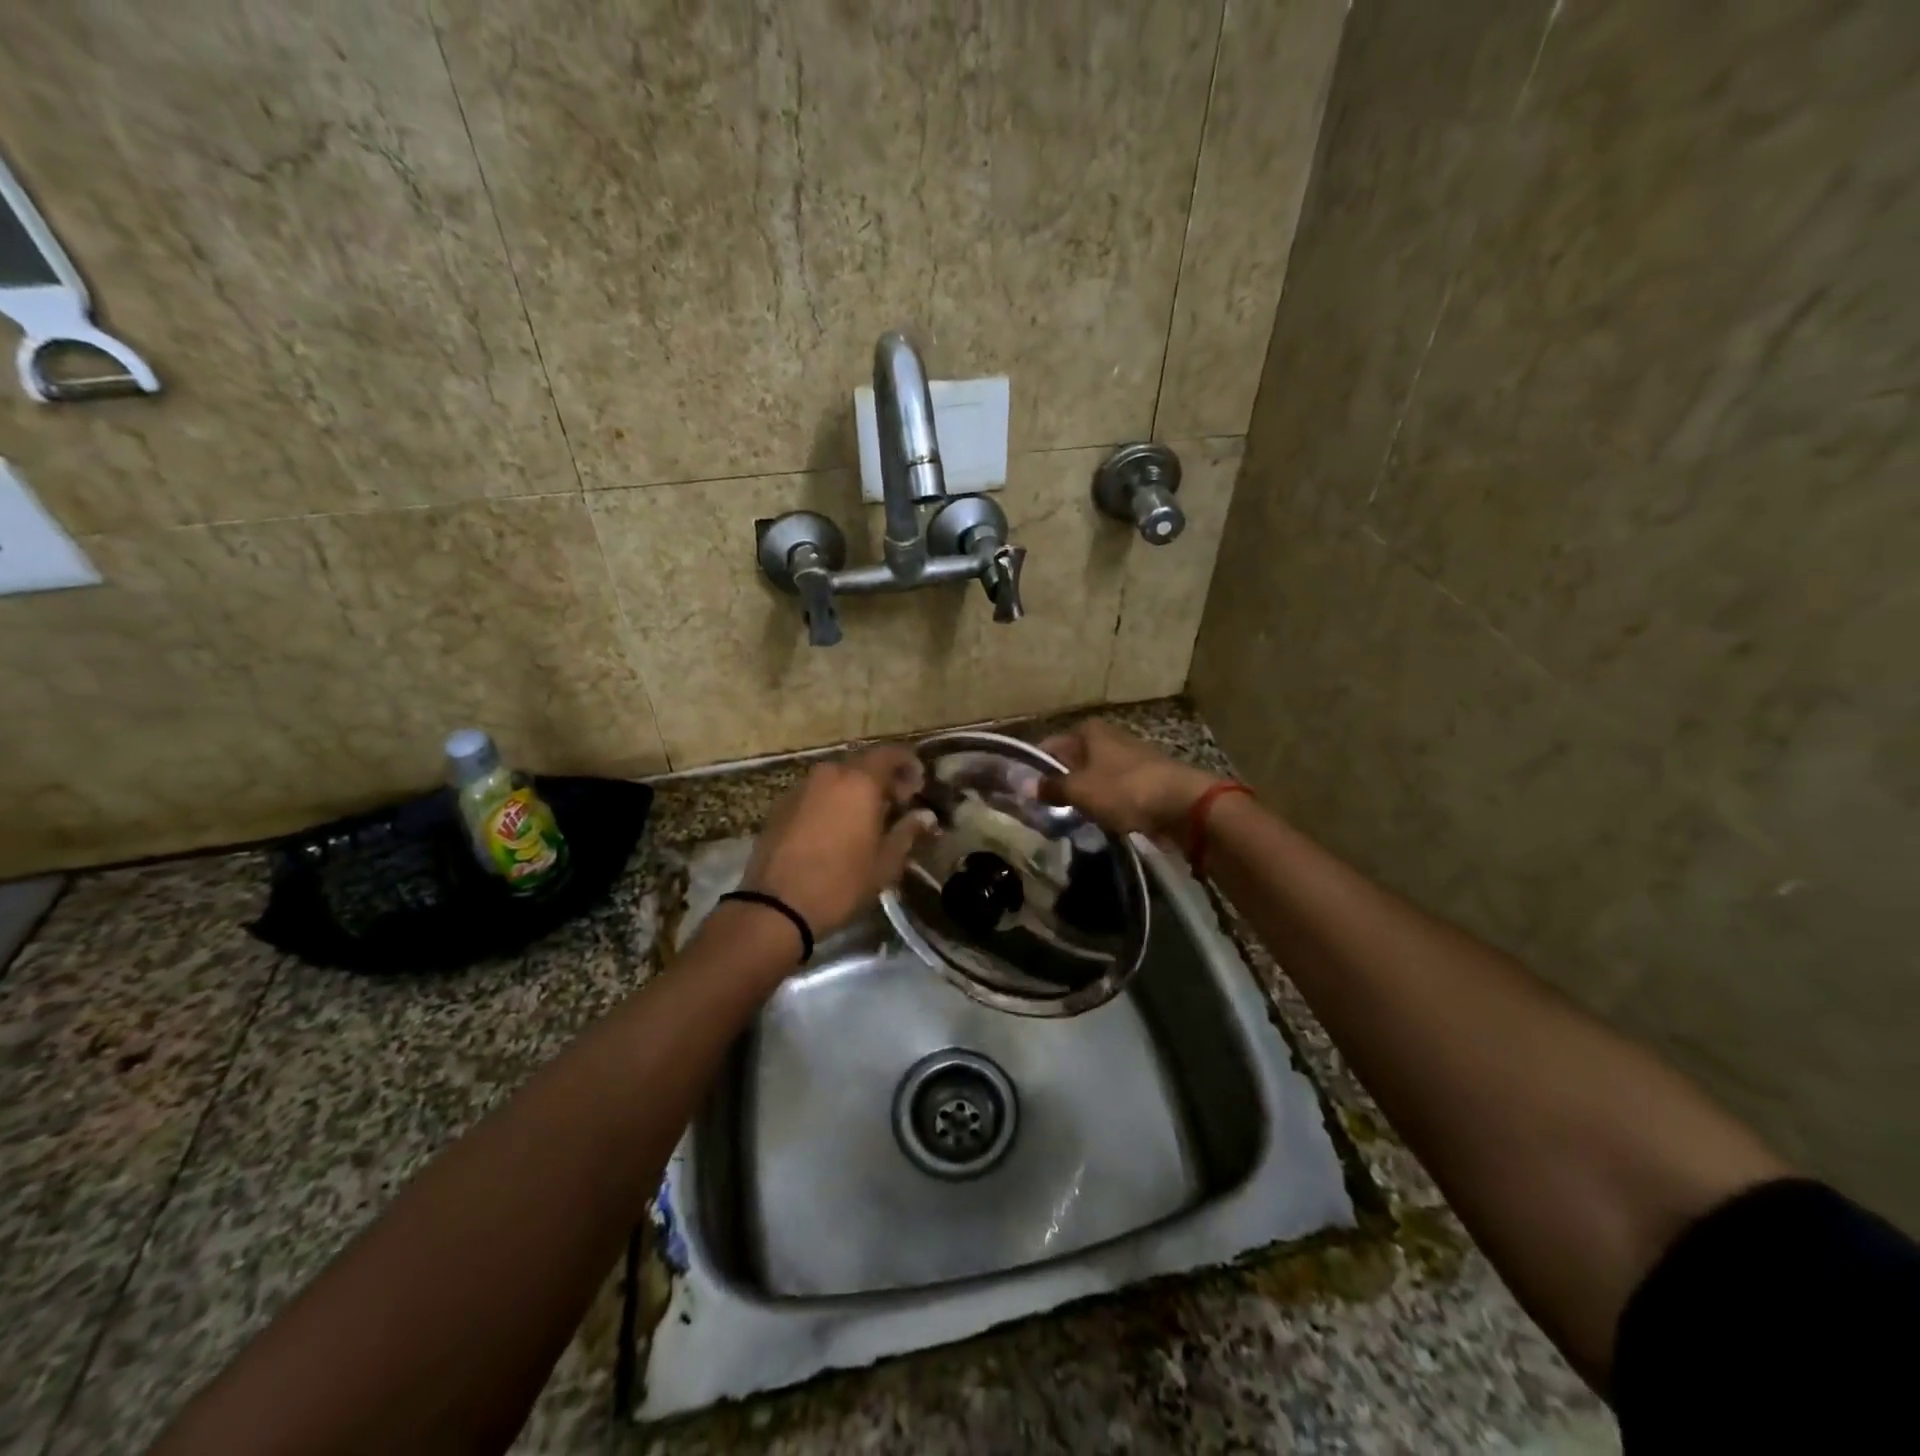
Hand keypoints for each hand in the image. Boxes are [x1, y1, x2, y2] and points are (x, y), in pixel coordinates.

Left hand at [738, 745, 935, 942]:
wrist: (776, 906)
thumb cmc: (841, 883)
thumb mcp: (885, 862)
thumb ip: (907, 832)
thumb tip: (926, 816)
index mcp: (859, 781)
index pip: (890, 753)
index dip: (908, 763)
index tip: (919, 784)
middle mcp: (829, 774)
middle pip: (862, 764)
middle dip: (882, 779)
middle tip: (896, 804)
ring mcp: (801, 788)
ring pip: (836, 778)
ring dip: (855, 790)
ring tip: (866, 819)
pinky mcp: (780, 806)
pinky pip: (815, 794)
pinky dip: (831, 802)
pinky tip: (835, 829)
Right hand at [1039, 719, 1222, 840]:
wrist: (1182, 804)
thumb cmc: (1124, 789)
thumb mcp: (1079, 790)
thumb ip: (1051, 788)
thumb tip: (1026, 786)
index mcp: (1089, 731)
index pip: (1050, 745)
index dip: (1035, 767)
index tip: (1023, 791)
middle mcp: (1107, 738)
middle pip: (1072, 760)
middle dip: (1058, 782)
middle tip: (1042, 809)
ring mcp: (1127, 758)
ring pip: (1092, 776)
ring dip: (1081, 794)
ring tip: (1066, 817)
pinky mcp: (1144, 779)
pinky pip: (1112, 790)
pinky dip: (1103, 802)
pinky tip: (1096, 819)